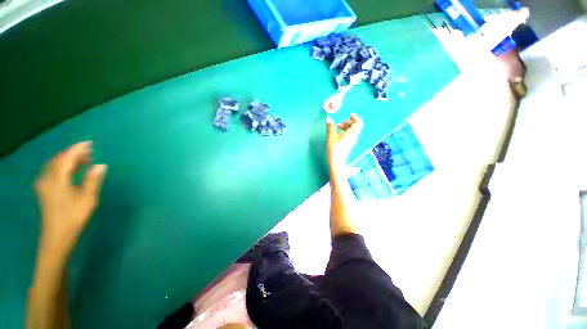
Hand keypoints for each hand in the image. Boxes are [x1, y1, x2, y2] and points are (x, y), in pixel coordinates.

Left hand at [34, 141, 106, 253]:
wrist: (57, 236)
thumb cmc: (74, 217)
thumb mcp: (87, 199)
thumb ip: (92, 180)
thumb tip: (101, 165)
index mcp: (57, 180)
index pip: (66, 158)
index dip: (77, 149)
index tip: (88, 143)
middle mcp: (47, 179)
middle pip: (58, 160)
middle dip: (73, 154)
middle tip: (89, 152)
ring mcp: (43, 184)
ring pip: (54, 165)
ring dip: (67, 160)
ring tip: (83, 160)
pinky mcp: (43, 189)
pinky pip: (51, 171)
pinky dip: (62, 166)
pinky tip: (71, 170)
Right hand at [326, 113, 362, 173]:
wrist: (336, 161)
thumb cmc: (334, 148)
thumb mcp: (331, 135)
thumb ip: (330, 126)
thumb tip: (328, 118)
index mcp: (352, 133)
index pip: (359, 122)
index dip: (355, 117)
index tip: (349, 115)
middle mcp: (354, 136)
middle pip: (355, 126)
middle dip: (349, 122)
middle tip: (341, 122)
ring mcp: (352, 141)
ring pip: (352, 131)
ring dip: (346, 127)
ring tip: (337, 127)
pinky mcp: (348, 144)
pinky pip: (349, 135)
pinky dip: (345, 132)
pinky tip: (337, 134)